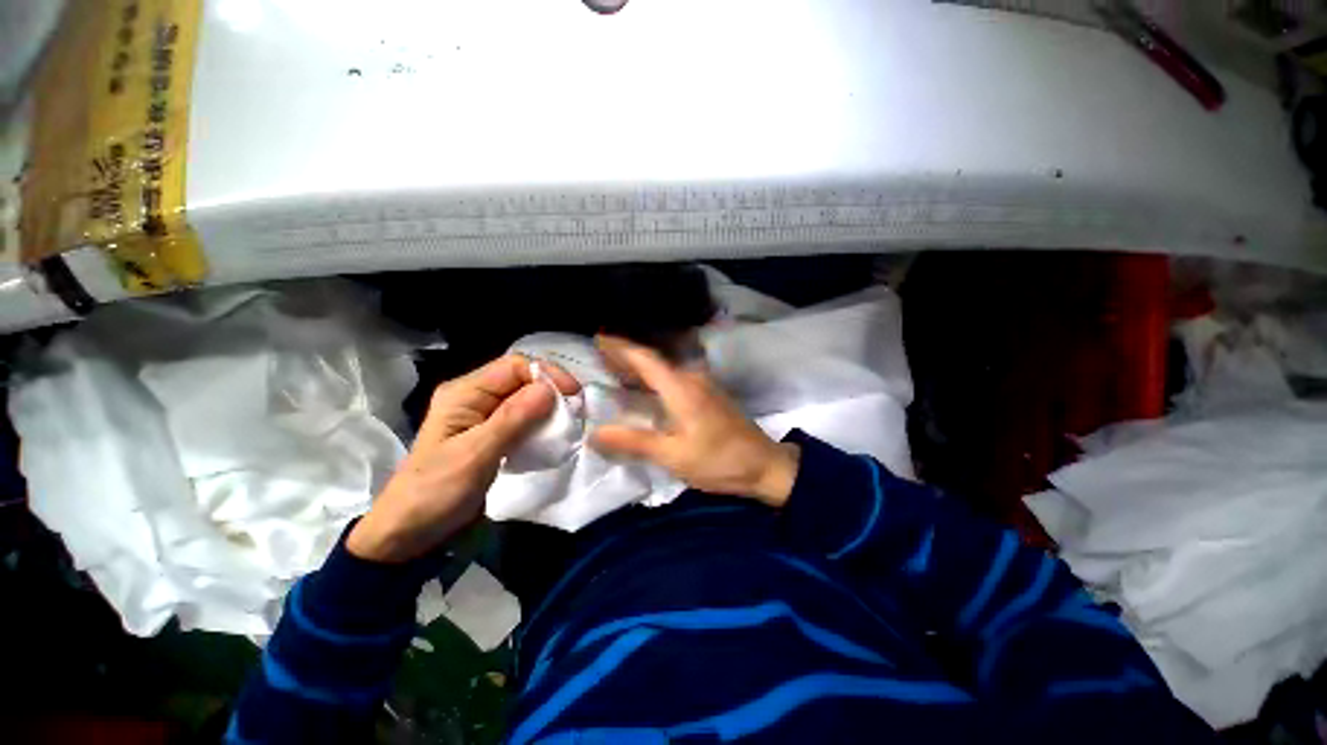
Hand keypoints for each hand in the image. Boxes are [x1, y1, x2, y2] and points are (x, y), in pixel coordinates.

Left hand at [348, 354, 579, 562]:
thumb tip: (549, 390)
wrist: (409, 532)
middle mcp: (476, 397)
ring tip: (568, 424)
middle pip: (523, 380)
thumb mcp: (475, 454)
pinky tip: (552, 437)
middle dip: (552, 392)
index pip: (514, 366)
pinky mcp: (493, 435)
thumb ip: (512, 419)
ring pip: (526, 400)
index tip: (573, 395)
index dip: (547, 375)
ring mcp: (485, 417)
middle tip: (576, 411)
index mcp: (465, 393)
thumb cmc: (436, 490)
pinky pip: (524, 420)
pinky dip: (541, 425)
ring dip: (549, 409)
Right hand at [591, 336, 799, 506]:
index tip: (598, 339)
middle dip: (626, 354)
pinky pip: (673, 376)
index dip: (620, 347)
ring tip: (614, 367)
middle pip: (654, 359)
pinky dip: (653, 376)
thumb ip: (634, 442)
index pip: (645, 358)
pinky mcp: (708, 394)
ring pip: (664, 367)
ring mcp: (702, 384)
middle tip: (598, 353)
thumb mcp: (674, 455)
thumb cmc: (718, 461)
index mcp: (681, 388)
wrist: (765, 465)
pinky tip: (644, 386)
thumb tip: (595, 433)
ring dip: (640, 365)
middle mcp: (691, 378)